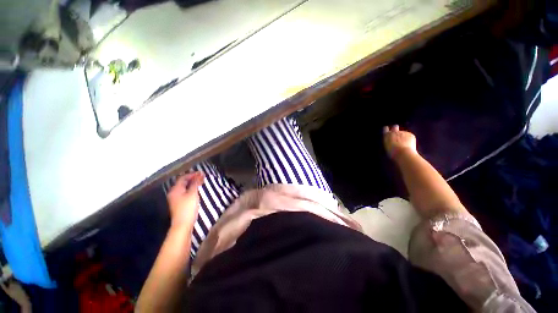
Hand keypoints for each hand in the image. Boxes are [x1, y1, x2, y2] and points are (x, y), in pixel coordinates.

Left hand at [166, 172, 203, 229]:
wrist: (183, 224)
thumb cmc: (188, 207)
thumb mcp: (193, 193)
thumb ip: (195, 183)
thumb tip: (200, 174)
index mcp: (175, 189)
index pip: (183, 178)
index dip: (192, 174)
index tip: (202, 173)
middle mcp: (174, 193)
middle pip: (183, 182)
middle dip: (192, 178)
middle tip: (202, 177)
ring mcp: (176, 199)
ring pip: (184, 188)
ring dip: (192, 184)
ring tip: (201, 183)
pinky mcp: (179, 204)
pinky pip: (185, 192)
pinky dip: (191, 189)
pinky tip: (197, 191)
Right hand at [383, 125, 416, 158]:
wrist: (404, 153)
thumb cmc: (392, 152)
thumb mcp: (387, 146)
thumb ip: (388, 141)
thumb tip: (390, 140)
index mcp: (387, 135)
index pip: (385, 129)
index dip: (386, 129)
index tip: (387, 131)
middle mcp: (395, 132)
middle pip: (395, 127)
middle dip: (395, 129)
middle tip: (396, 135)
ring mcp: (403, 132)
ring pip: (403, 133)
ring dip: (403, 136)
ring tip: (403, 144)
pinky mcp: (411, 135)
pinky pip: (409, 136)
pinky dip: (409, 139)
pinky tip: (409, 145)